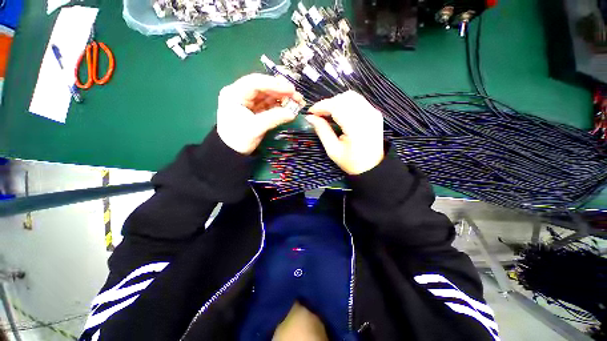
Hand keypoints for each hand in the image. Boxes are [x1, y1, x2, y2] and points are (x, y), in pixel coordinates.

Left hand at [217, 73, 304, 154]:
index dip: (274, 84)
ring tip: (298, 102)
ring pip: (268, 95)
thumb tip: (292, 113)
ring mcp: (249, 102)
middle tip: (297, 96)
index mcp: (234, 94)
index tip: (291, 89)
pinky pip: (270, 104)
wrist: (232, 152)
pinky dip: (280, 106)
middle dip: (281, 91)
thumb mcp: (255, 128)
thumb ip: (274, 118)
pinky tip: (290, 107)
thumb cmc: (238, 140)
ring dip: (283, 98)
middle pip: (264, 87)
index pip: (255, 82)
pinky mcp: (256, 110)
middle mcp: (241, 94)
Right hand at [305, 91, 383, 174]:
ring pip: (352, 96)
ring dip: (337, 102)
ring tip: (328, 113)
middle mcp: (367, 116)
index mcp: (356, 128)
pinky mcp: (375, 113)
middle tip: (319, 114)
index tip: (311, 112)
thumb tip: (310, 118)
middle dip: (329, 103)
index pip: (337, 107)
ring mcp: (373, 113)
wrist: (372, 167)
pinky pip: (358, 100)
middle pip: (345, 98)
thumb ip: (322, 131)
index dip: (322, 106)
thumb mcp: (333, 150)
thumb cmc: (351, 162)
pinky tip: (339, 113)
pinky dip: (345, 103)